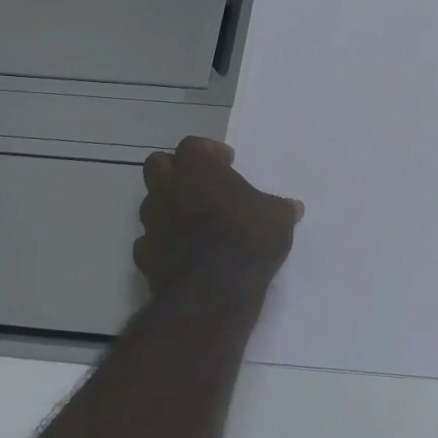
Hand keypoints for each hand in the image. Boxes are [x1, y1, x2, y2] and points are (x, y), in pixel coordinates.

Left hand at [136, 137, 302, 297]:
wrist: (213, 291)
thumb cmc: (248, 239)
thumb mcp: (278, 220)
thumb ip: (281, 209)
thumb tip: (294, 208)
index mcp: (198, 169)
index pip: (193, 145)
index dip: (209, 151)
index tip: (228, 163)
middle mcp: (168, 189)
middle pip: (157, 164)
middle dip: (176, 169)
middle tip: (200, 183)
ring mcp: (152, 223)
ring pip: (150, 202)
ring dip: (168, 205)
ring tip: (193, 220)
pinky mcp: (144, 255)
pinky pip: (148, 240)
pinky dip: (162, 241)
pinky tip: (181, 251)